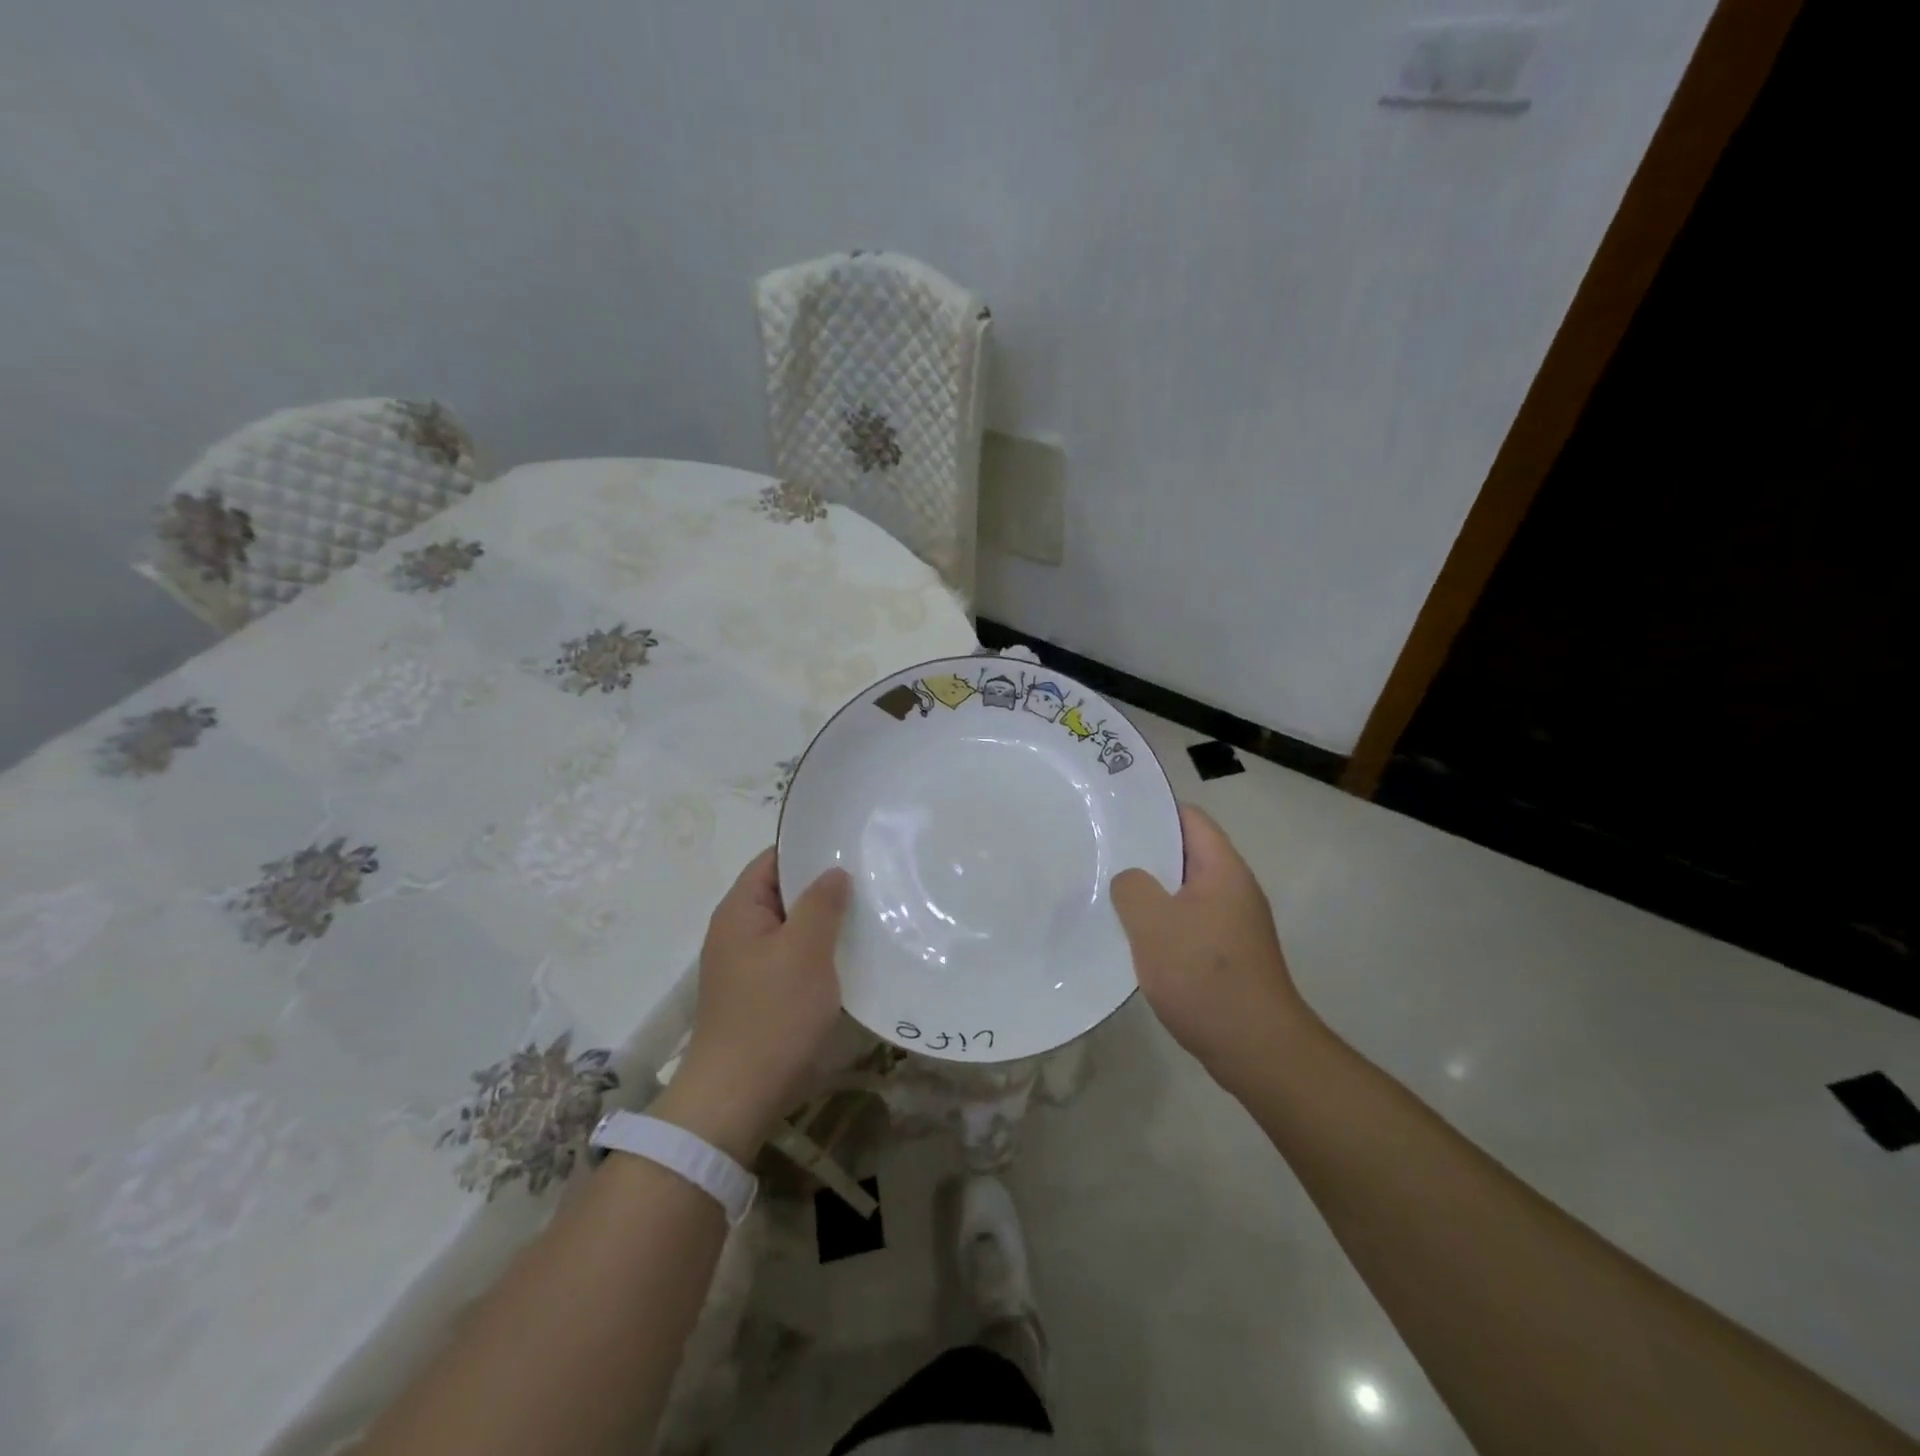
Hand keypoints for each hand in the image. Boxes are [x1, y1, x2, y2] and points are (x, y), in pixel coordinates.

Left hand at [652, 849, 850, 1161]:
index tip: (850, 846)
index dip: (809, 848)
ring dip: (824, 922)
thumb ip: (821, 903)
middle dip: (823, 886)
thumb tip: (833, 871)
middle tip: (870, 879)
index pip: (773, 859)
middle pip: (783, 893)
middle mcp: (737, 931)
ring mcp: (747, 965)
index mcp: (739, 910)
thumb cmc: (772, 1014)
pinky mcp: (759, 994)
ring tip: (868, 914)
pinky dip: (817, 952)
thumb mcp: (805, 950)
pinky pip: (792, 958)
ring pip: (791, 928)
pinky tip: (850, 956)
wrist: (737, 1097)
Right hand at [1111, 804, 1310, 1095]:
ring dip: (1151, 891)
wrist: (1256, 1048)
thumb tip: (1130, 880)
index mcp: (1223, 869)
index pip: (1189, 819)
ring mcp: (1234, 924)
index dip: (1153, 810)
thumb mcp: (1153, 922)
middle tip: (1101, 851)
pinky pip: (1189, 922)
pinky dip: (1162, 922)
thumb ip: (1132, 887)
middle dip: (1145, 852)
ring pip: (1184, 891)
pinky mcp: (1228, 955)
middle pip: (1186, 854)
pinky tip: (1134, 937)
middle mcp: (1234, 889)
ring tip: (1109, 891)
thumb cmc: (1203, 975)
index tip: (1114, 814)